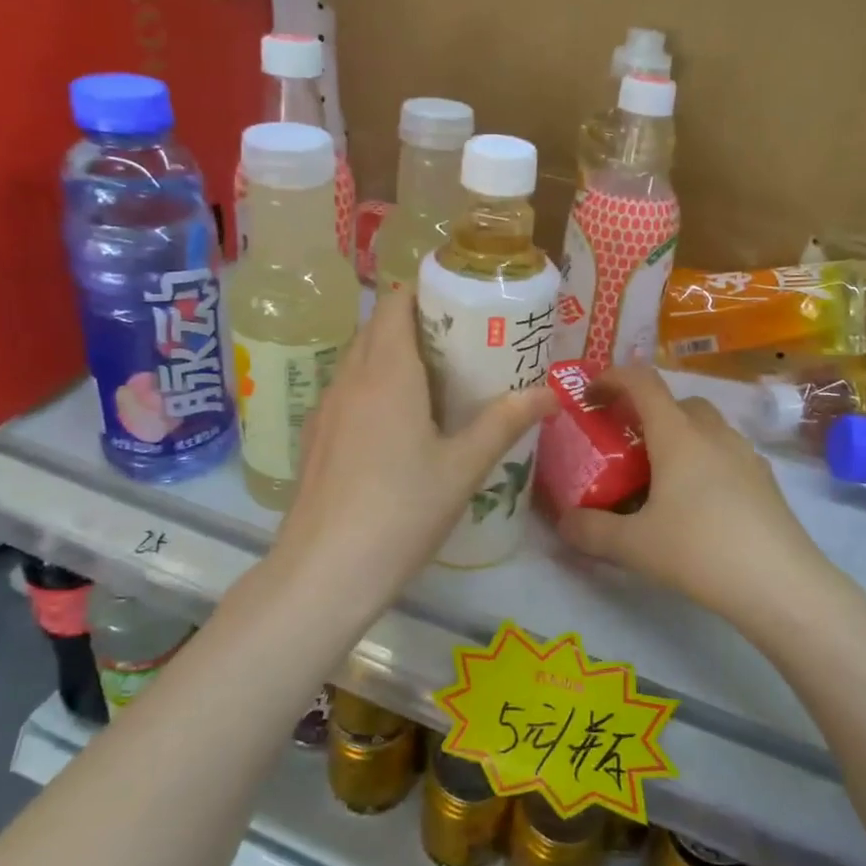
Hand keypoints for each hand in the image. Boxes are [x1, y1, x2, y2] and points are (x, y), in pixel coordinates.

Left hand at [276, 288, 554, 599]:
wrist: (324, 573)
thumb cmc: (401, 511)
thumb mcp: (463, 468)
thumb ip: (505, 422)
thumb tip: (551, 394)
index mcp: (387, 372)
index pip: (396, 302)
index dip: (426, 293)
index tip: (463, 305)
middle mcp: (350, 378)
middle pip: (378, 327)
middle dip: (417, 324)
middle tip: (463, 345)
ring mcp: (326, 409)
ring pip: (359, 360)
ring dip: (393, 356)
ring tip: (437, 382)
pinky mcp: (315, 439)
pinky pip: (348, 392)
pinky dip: (374, 388)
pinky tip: (400, 427)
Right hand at [557, 367, 831, 619]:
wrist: (782, 585)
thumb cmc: (700, 551)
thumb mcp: (633, 545)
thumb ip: (591, 530)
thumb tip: (563, 523)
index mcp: (677, 435)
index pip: (642, 382)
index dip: (612, 378)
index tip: (589, 394)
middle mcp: (713, 433)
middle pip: (677, 402)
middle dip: (647, 412)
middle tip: (625, 444)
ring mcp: (745, 454)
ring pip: (706, 427)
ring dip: (679, 436)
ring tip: (660, 476)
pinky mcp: (766, 480)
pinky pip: (726, 453)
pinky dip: (704, 460)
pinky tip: (697, 502)